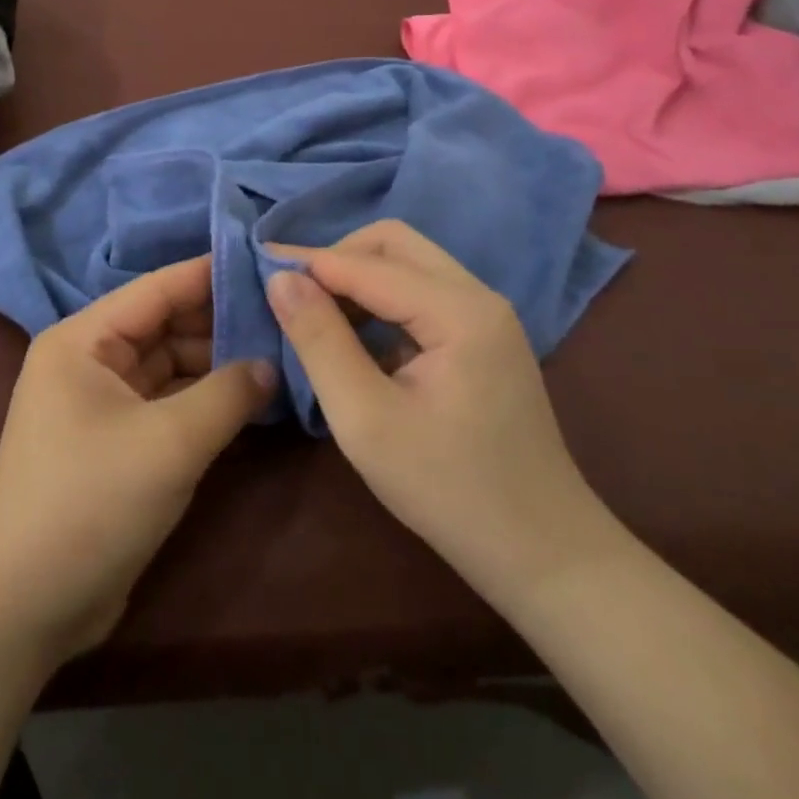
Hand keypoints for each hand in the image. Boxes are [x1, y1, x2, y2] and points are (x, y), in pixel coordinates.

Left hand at [0, 257, 276, 663]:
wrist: (26, 606)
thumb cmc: (91, 503)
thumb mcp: (169, 443)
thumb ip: (228, 393)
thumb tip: (270, 363)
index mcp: (83, 340)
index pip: (157, 288)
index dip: (211, 273)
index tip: (266, 261)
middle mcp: (89, 360)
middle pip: (164, 324)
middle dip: (220, 321)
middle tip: (285, 314)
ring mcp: (102, 401)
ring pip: (169, 364)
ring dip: (217, 362)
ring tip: (279, 351)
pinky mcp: (117, 441)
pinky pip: (167, 402)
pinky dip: (204, 398)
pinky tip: (250, 396)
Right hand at [266, 222, 607, 600]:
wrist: (543, 555)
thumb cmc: (448, 491)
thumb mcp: (366, 420)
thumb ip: (320, 341)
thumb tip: (281, 279)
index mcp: (459, 310)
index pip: (367, 264)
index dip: (309, 262)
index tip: (255, 266)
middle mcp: (478, 296)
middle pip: (394, 244)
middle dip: (337, 258)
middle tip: (293, 293)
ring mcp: (486, 315)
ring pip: (409, 264)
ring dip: (358, 277)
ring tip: (314, 312)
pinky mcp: (483, 337)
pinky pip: (422, 293)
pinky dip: (381, 300)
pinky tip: (356, 336)